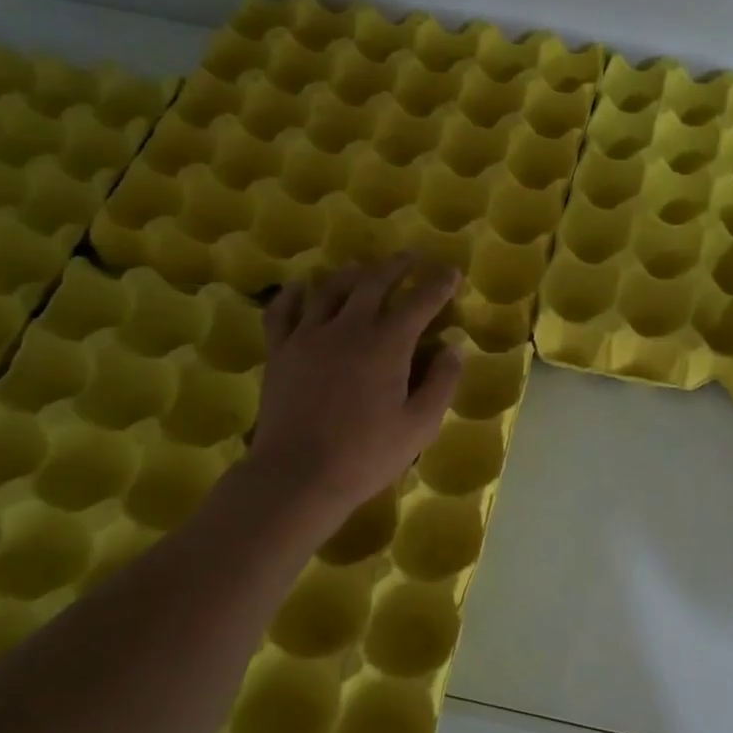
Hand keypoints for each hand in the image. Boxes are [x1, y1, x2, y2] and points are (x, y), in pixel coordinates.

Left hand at [242, 255, 463, 522]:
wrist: (298, 474)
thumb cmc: (366, 455)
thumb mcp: (420, 426)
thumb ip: (441, 383)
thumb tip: (453, 347)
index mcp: (387, 345)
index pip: (419, 302)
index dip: (439, 284)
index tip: (452, 273)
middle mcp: (348, 328)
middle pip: (374, 282)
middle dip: (398, 266)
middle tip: (412, 258)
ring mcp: (308, 335)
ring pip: (330, 288)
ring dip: (352, 273)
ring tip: (363, 269)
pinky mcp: (280, 351)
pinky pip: (283, 309)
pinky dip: (295, 293)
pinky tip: (301, 287)